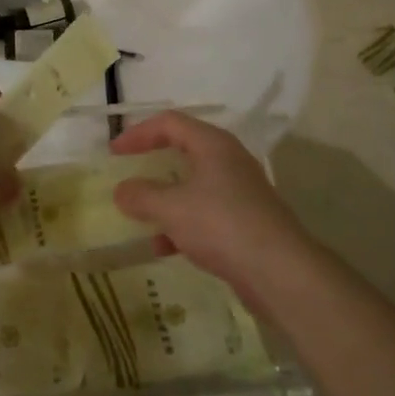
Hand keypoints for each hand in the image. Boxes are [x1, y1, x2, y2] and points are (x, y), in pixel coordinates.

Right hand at [111, 112, 313, 296]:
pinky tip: (163, 248)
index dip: (138, 133)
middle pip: (184, 150)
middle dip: (153, 162)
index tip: (114, 152)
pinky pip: (205, 214)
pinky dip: (182, 225)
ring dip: (166, 198)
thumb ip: (141, 196)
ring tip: (140, 214)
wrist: (280, 272)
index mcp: (213, 145)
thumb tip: (122, 190)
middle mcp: (229, 161)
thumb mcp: (171, 208)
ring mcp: (240, 192)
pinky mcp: (245, 222)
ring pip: (194, 186)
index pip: (170, 123)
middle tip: (129, 171)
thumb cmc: (221, 225)